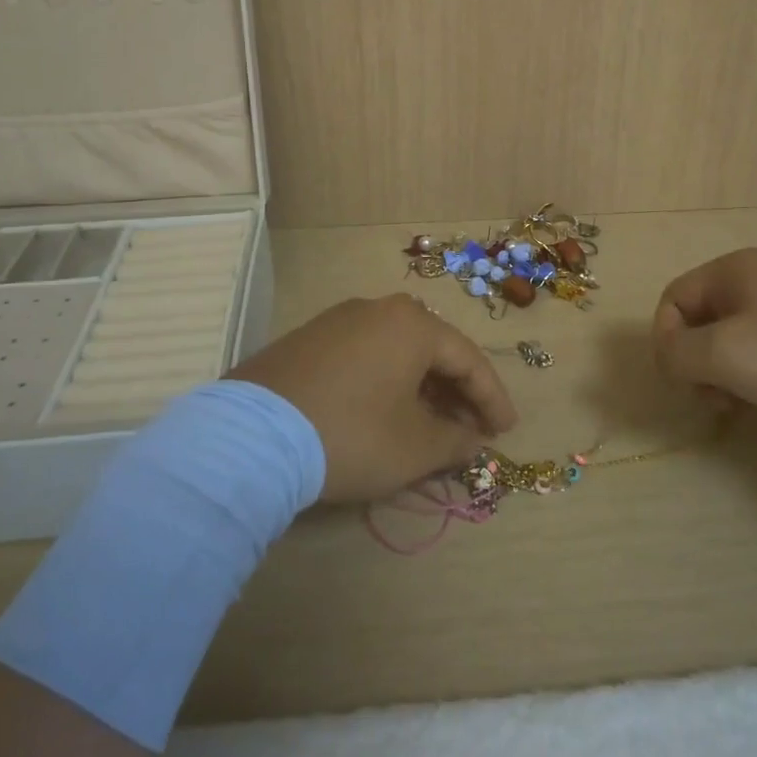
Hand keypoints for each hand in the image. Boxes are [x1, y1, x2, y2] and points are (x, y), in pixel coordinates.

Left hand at [230, 295, 518, 502]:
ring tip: (431, 426)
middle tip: (471, 429)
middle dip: (456, 393)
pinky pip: (364, 357)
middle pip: (432, 351)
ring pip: (396, 353)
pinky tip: (385, 413)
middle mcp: (377, 309)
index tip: (506, 431)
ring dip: (421, 389)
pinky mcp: (306, 341)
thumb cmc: (352, 434)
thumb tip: (472, 439)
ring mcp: (337, 321)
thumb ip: (455, 441)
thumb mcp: (415, 447)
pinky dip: (385, 383)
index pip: (468, 359)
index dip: (492, 398)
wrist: (251, 438)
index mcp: (412, 324)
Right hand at [652, 248, 756, 425]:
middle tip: (724, 403)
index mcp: (734, 270)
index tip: (686, 383)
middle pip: (705, 324)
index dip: (666, 342)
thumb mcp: (723, 355)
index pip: (672, 299)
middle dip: (705, 368)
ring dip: (740, 383)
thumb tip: (669, 356)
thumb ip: (676, 354)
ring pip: (741, 345)